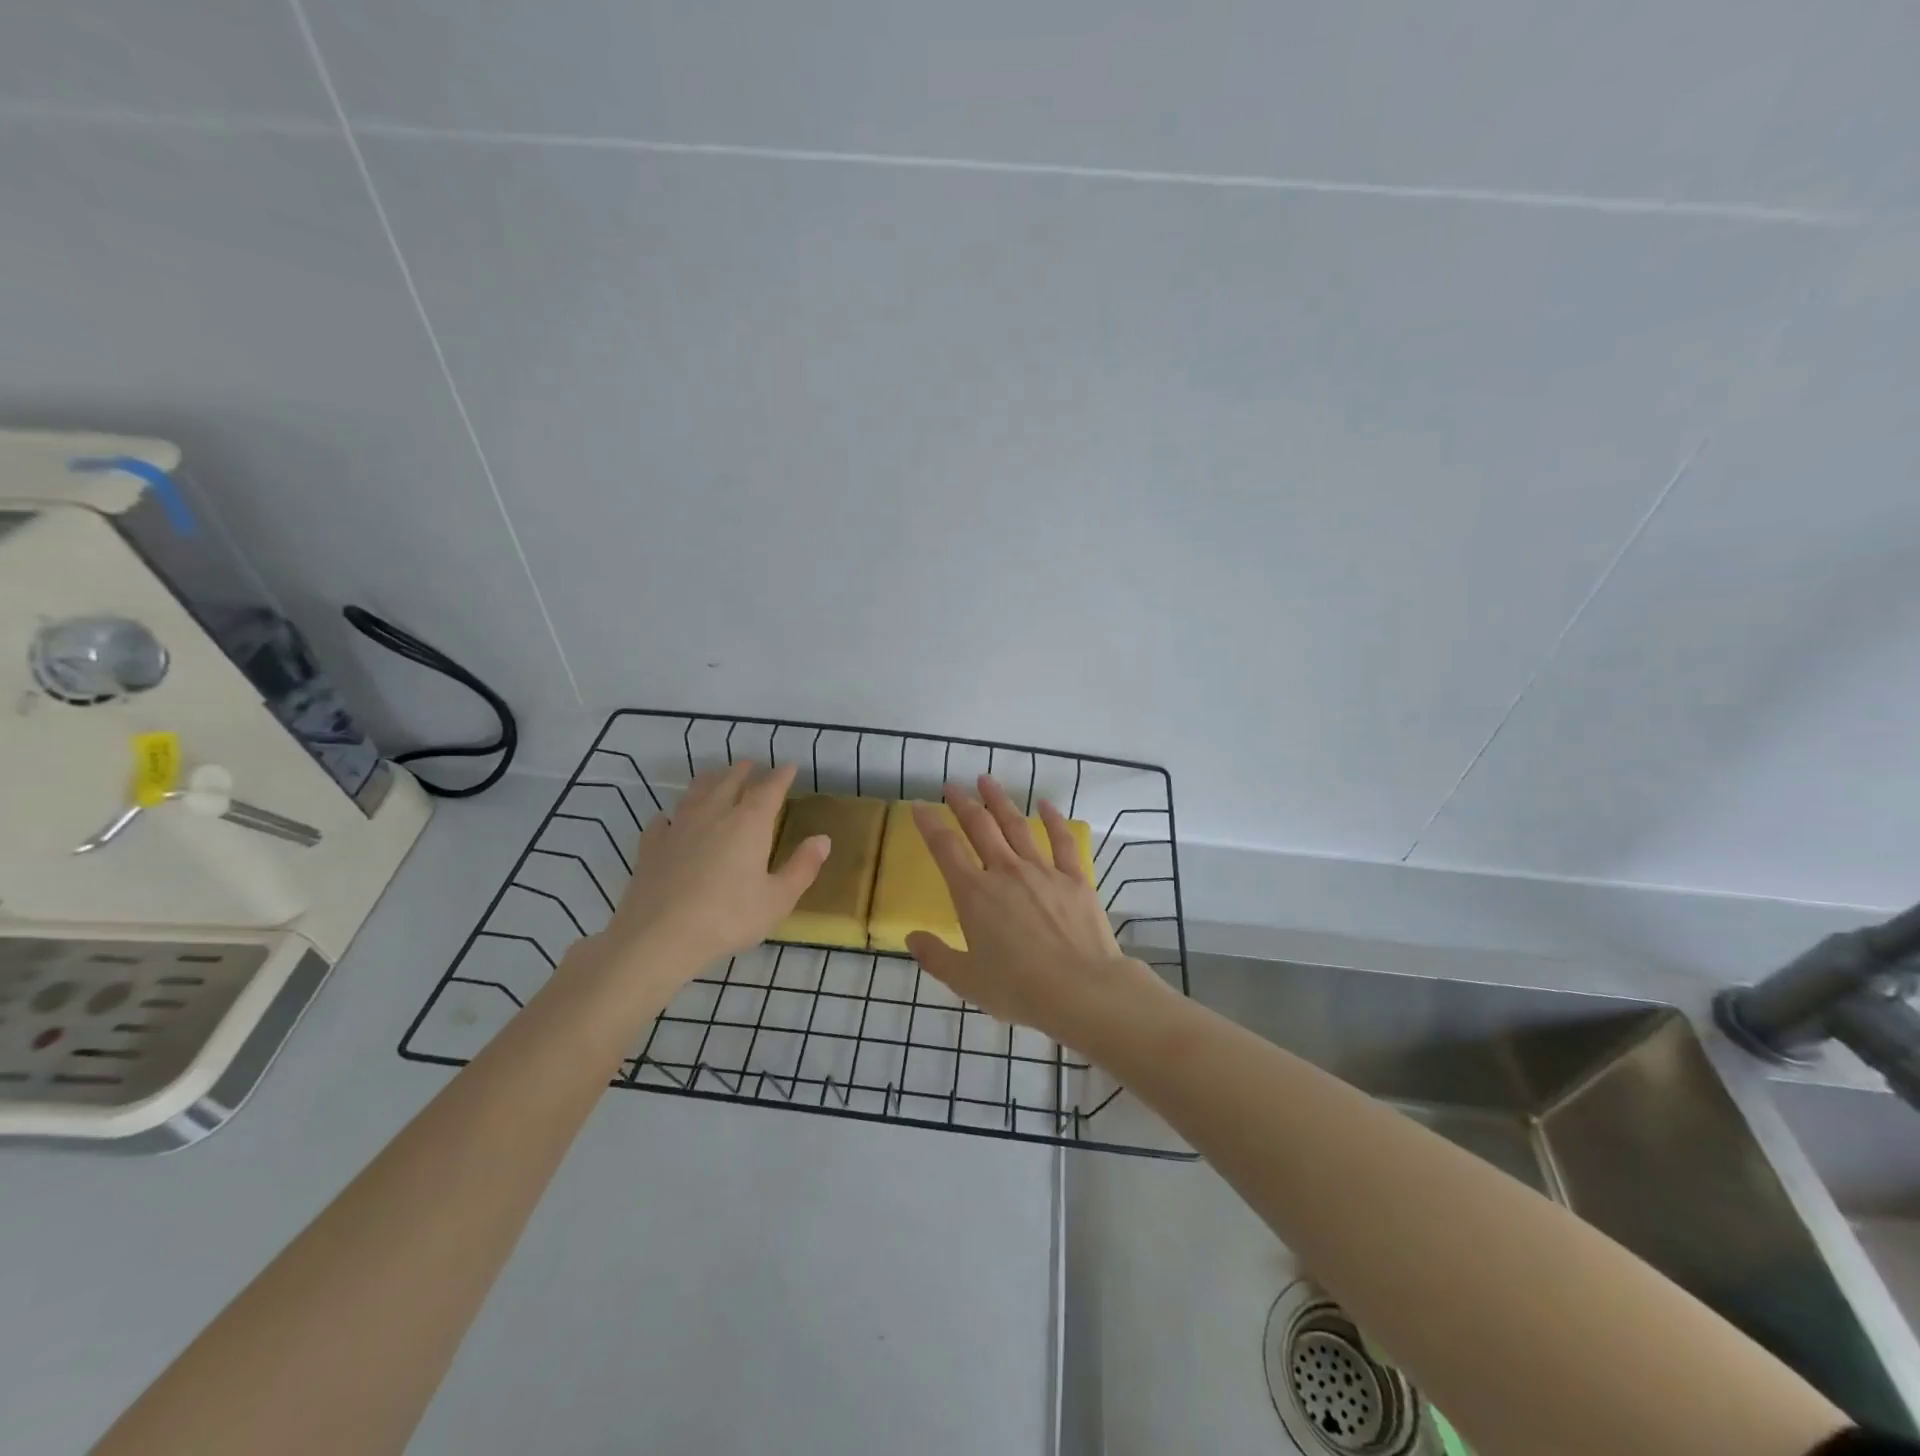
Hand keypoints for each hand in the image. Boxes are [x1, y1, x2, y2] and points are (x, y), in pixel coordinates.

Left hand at [578, 762, 828, 985]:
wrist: (659, 937)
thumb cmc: (728, 918)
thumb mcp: (778, 899)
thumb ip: (802, 867)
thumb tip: (823, 839)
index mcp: (748, 823)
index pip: (769, 789)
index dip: (781, 776)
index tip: (790, 767)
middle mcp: (713, 814)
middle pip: (729, 781)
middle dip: (743, 770)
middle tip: (751, 765)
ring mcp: (678, 827)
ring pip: (695, 793)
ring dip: (709, 781)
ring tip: (715, 778)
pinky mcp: (651, 846)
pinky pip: (662, 821)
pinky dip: (671, 816)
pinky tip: (669, 820)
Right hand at [904, 775, 1169, 1045]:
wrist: (1081, 990)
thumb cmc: (1018, 989)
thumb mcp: (967, 981)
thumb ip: (936, 957)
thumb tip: (912, 937)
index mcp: (974, 894)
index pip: (945, 848)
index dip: (929, 824)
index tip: (918, 806)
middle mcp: (1005, 872)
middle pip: (980, 826)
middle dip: (962, 802)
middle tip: (951, 786)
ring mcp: (1042, 870)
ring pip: (1016, 825)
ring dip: (1000, 800)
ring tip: (987, 780)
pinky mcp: (1073, 878)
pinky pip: (1061, 840)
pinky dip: (1052, 819)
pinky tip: (1045, 804)